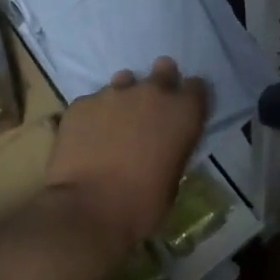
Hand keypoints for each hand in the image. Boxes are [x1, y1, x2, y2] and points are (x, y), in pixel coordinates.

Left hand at [45, 57, 207, 267]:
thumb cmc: (143, 203)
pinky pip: (93, 101)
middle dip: (160, 82)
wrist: (89, 208)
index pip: (197, 87)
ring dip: (125, 97)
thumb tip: (162, 143)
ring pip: (124, 81)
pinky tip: (88, 137)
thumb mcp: (173, 177)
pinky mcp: (82, 103)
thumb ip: (172, 147)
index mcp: (183, 113)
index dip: (189, 97)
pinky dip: (94, 114)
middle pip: (163, 70)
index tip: (182, 110)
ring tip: (115, 121)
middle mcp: (152, 93)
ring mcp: (113, 93)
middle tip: (151, 105)